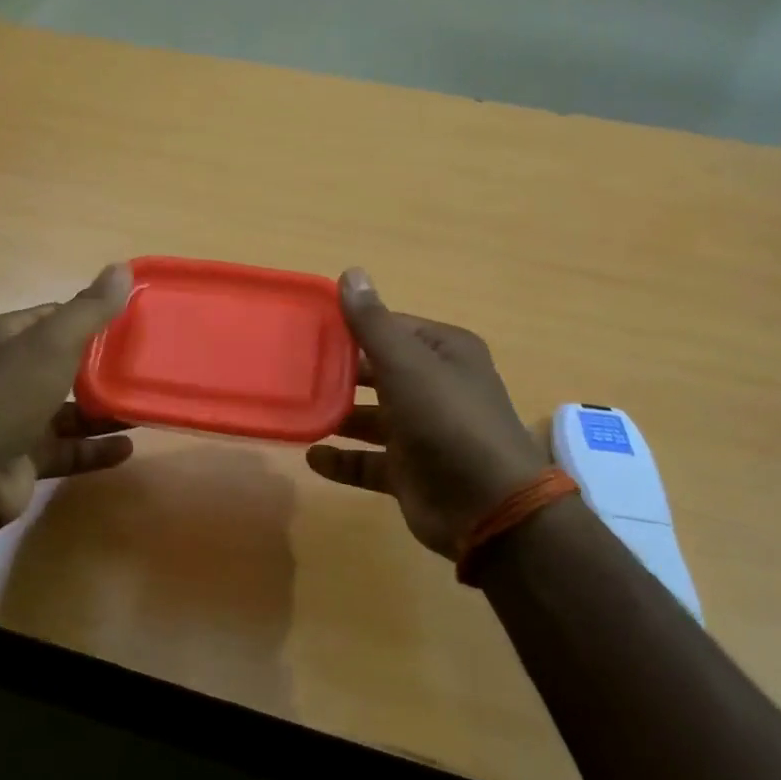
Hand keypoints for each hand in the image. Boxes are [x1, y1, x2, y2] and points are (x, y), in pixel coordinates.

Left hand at [0, 264, 134, 540]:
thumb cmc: (6, 396)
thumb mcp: (52, 343)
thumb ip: (90, 309)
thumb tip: (122, 267)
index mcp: (9, 338)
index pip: (56, 317)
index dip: (92, 316)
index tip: (133, 321)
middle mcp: (10, 374)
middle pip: (64, 364)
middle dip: (103, 366)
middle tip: (146, 366)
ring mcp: (16, 418)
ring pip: (69, 410)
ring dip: (103, 410)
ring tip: (144, 407)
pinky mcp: (24, 458)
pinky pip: (68, 450)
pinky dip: (95, 449)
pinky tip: (127, 448)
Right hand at [307, 269, 549, 560]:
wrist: (487, 506)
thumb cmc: (447, 420)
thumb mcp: (406, 364)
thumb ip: (373, 323)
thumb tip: (350, 273)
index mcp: (444, 352)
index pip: (390, 328)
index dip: (351, 327)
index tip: (307, 328)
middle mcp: (435, 387)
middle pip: (377, 371)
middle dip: (339, 372)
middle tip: (293, 369)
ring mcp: (422, 432)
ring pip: (370, 417)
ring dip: (337, 415)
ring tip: (296, 409)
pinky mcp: (408, 472)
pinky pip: (367, 461)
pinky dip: (341, 460)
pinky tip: (311, 457)